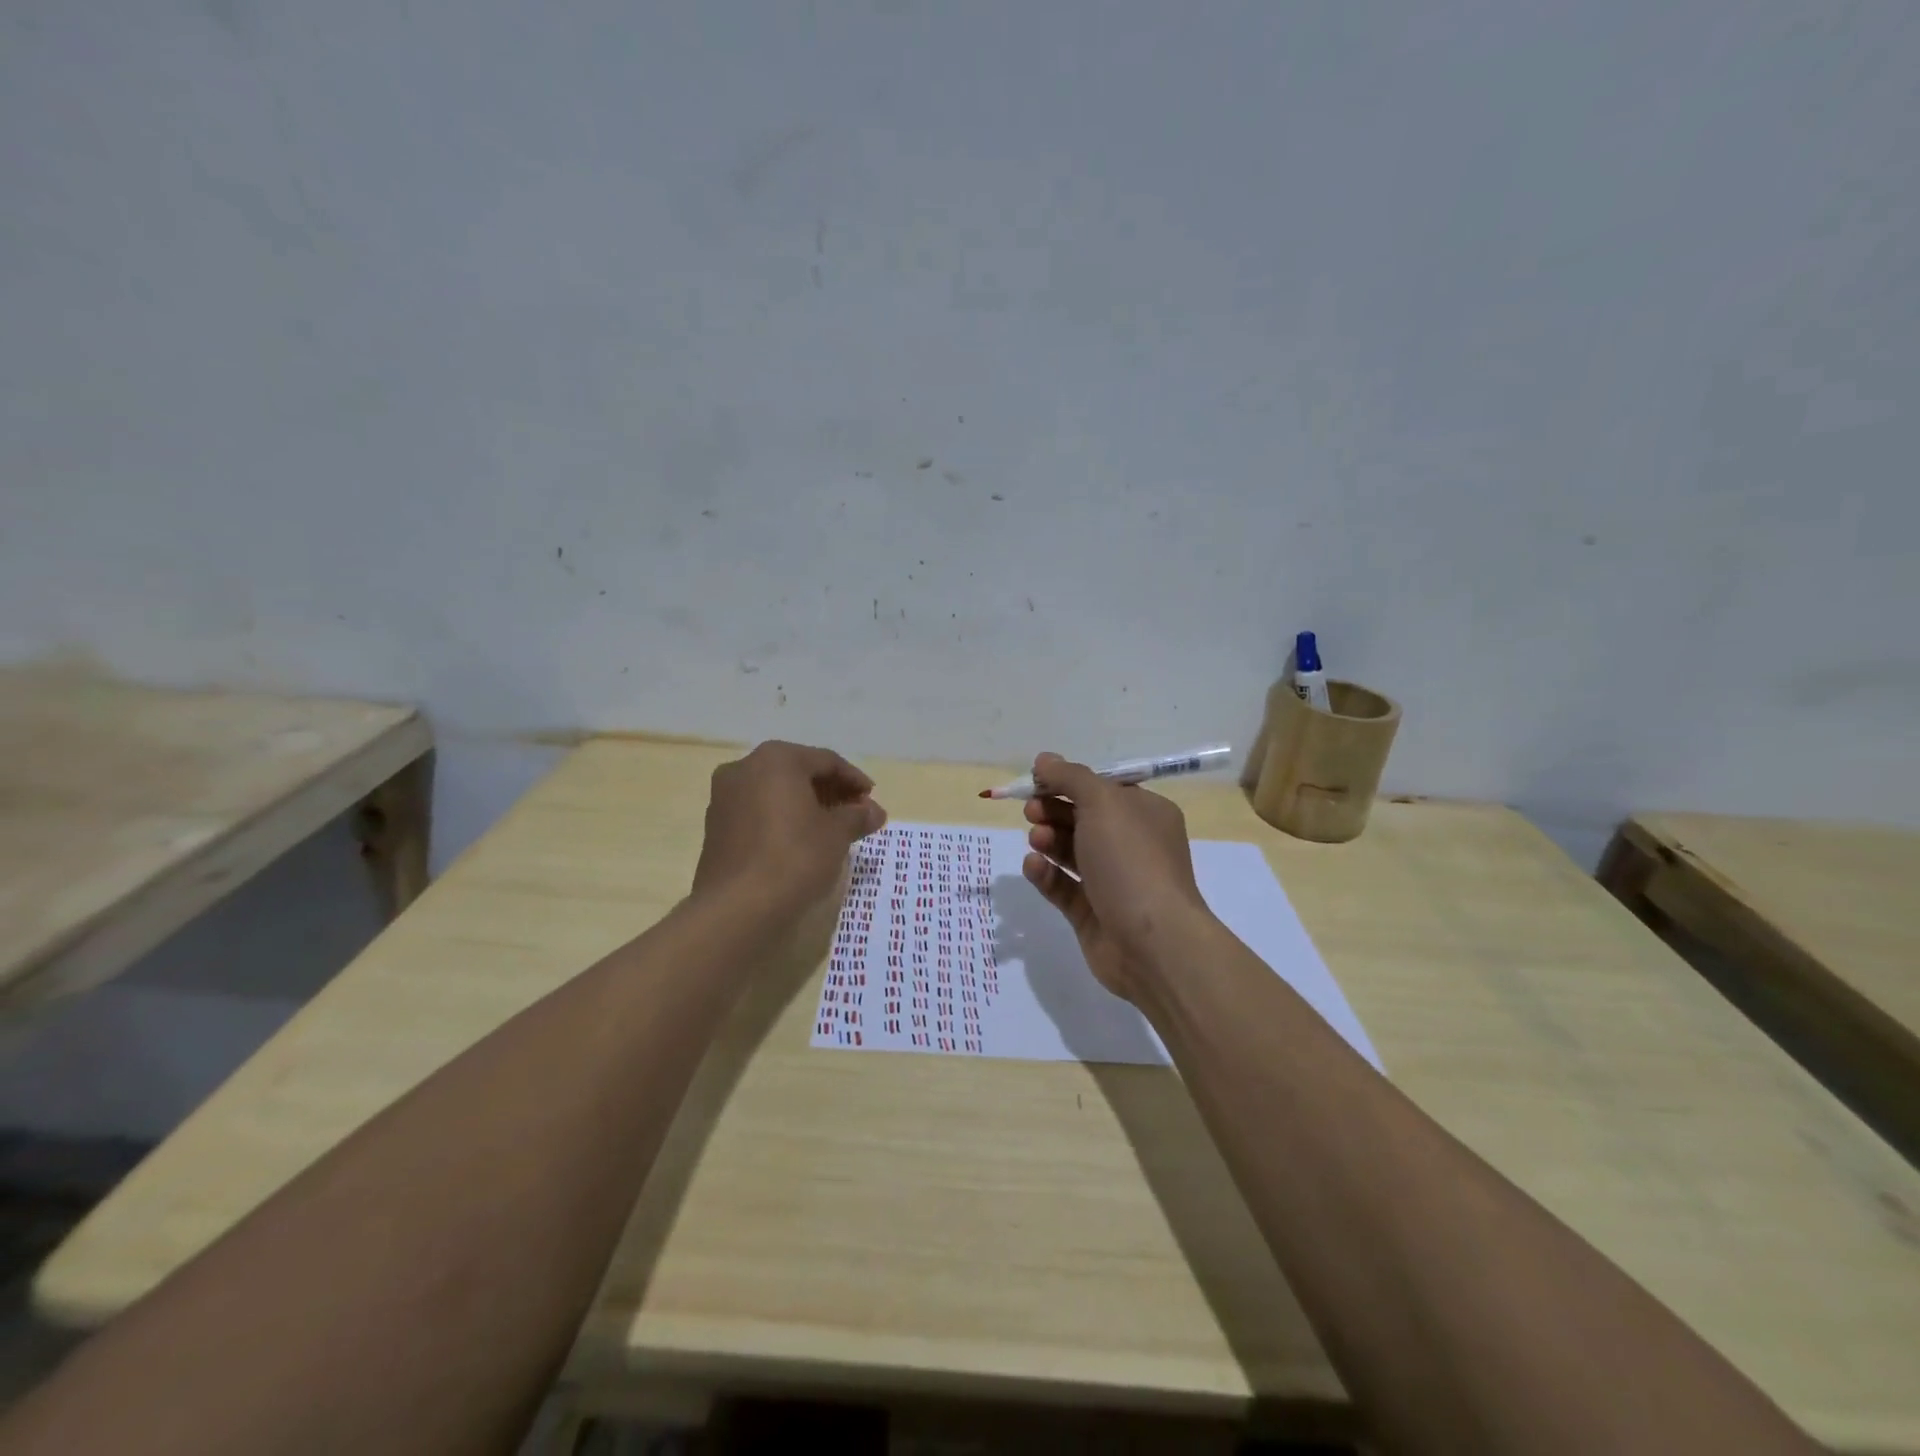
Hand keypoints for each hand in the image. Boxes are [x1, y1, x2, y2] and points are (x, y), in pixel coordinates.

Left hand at [693, 741, 886, 912]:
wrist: (737, 907)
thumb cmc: (794, 857)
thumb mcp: (836, 834)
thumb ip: (857, 816)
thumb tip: (875, 812)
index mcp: (776, 759)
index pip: (826, 761)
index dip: (854, 780)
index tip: (872, 801)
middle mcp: (744, 768)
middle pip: (798, 772)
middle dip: (830, 792)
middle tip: (855, 814)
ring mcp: (724, 797)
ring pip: (775, 792)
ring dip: (805, 805)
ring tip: (831, 829)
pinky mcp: (715, 826)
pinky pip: (758, 811)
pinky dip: (782, 819)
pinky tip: (800, 841)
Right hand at [1020, 752, 1212, 1003]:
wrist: (1152, 942)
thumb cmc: (1132, 861)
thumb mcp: (1103, 804)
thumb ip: (1070, 777)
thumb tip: (1044, 759)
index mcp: (1145, 814)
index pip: (1102, 789)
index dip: (1068, 781)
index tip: (1036, 780)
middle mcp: (1131, 845)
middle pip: (1083, 818)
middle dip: (1053, 810)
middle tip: (1030, 810)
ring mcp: (1112, 881)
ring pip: (1070, 852)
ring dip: (1048, 840)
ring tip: (1036, 839)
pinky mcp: (1091, 913)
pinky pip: (1062, 886)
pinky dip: (1046, 874)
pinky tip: (1034, 866)